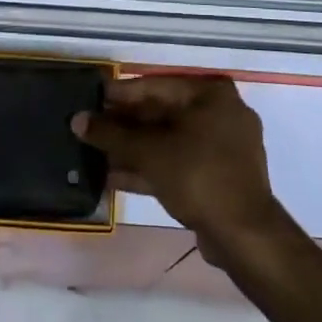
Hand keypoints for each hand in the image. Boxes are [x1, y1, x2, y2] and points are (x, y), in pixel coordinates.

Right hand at [73, 75, 286, 261]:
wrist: (244, 235)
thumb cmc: (198, 176)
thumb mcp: (150, 152)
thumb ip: (112, 135)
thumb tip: (77, 120)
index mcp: (211, 94)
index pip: (155, 86)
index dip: (120, 94)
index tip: (91, 99)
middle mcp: (220, 113)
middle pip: (162, 114)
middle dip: (124, 125)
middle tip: (90, 128)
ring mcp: (222, 147)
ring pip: (168, 141)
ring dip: (133, 149)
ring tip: (95, 153)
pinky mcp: (218, 176)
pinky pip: (177, 163)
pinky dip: (149, 168)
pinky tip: (113, 177)